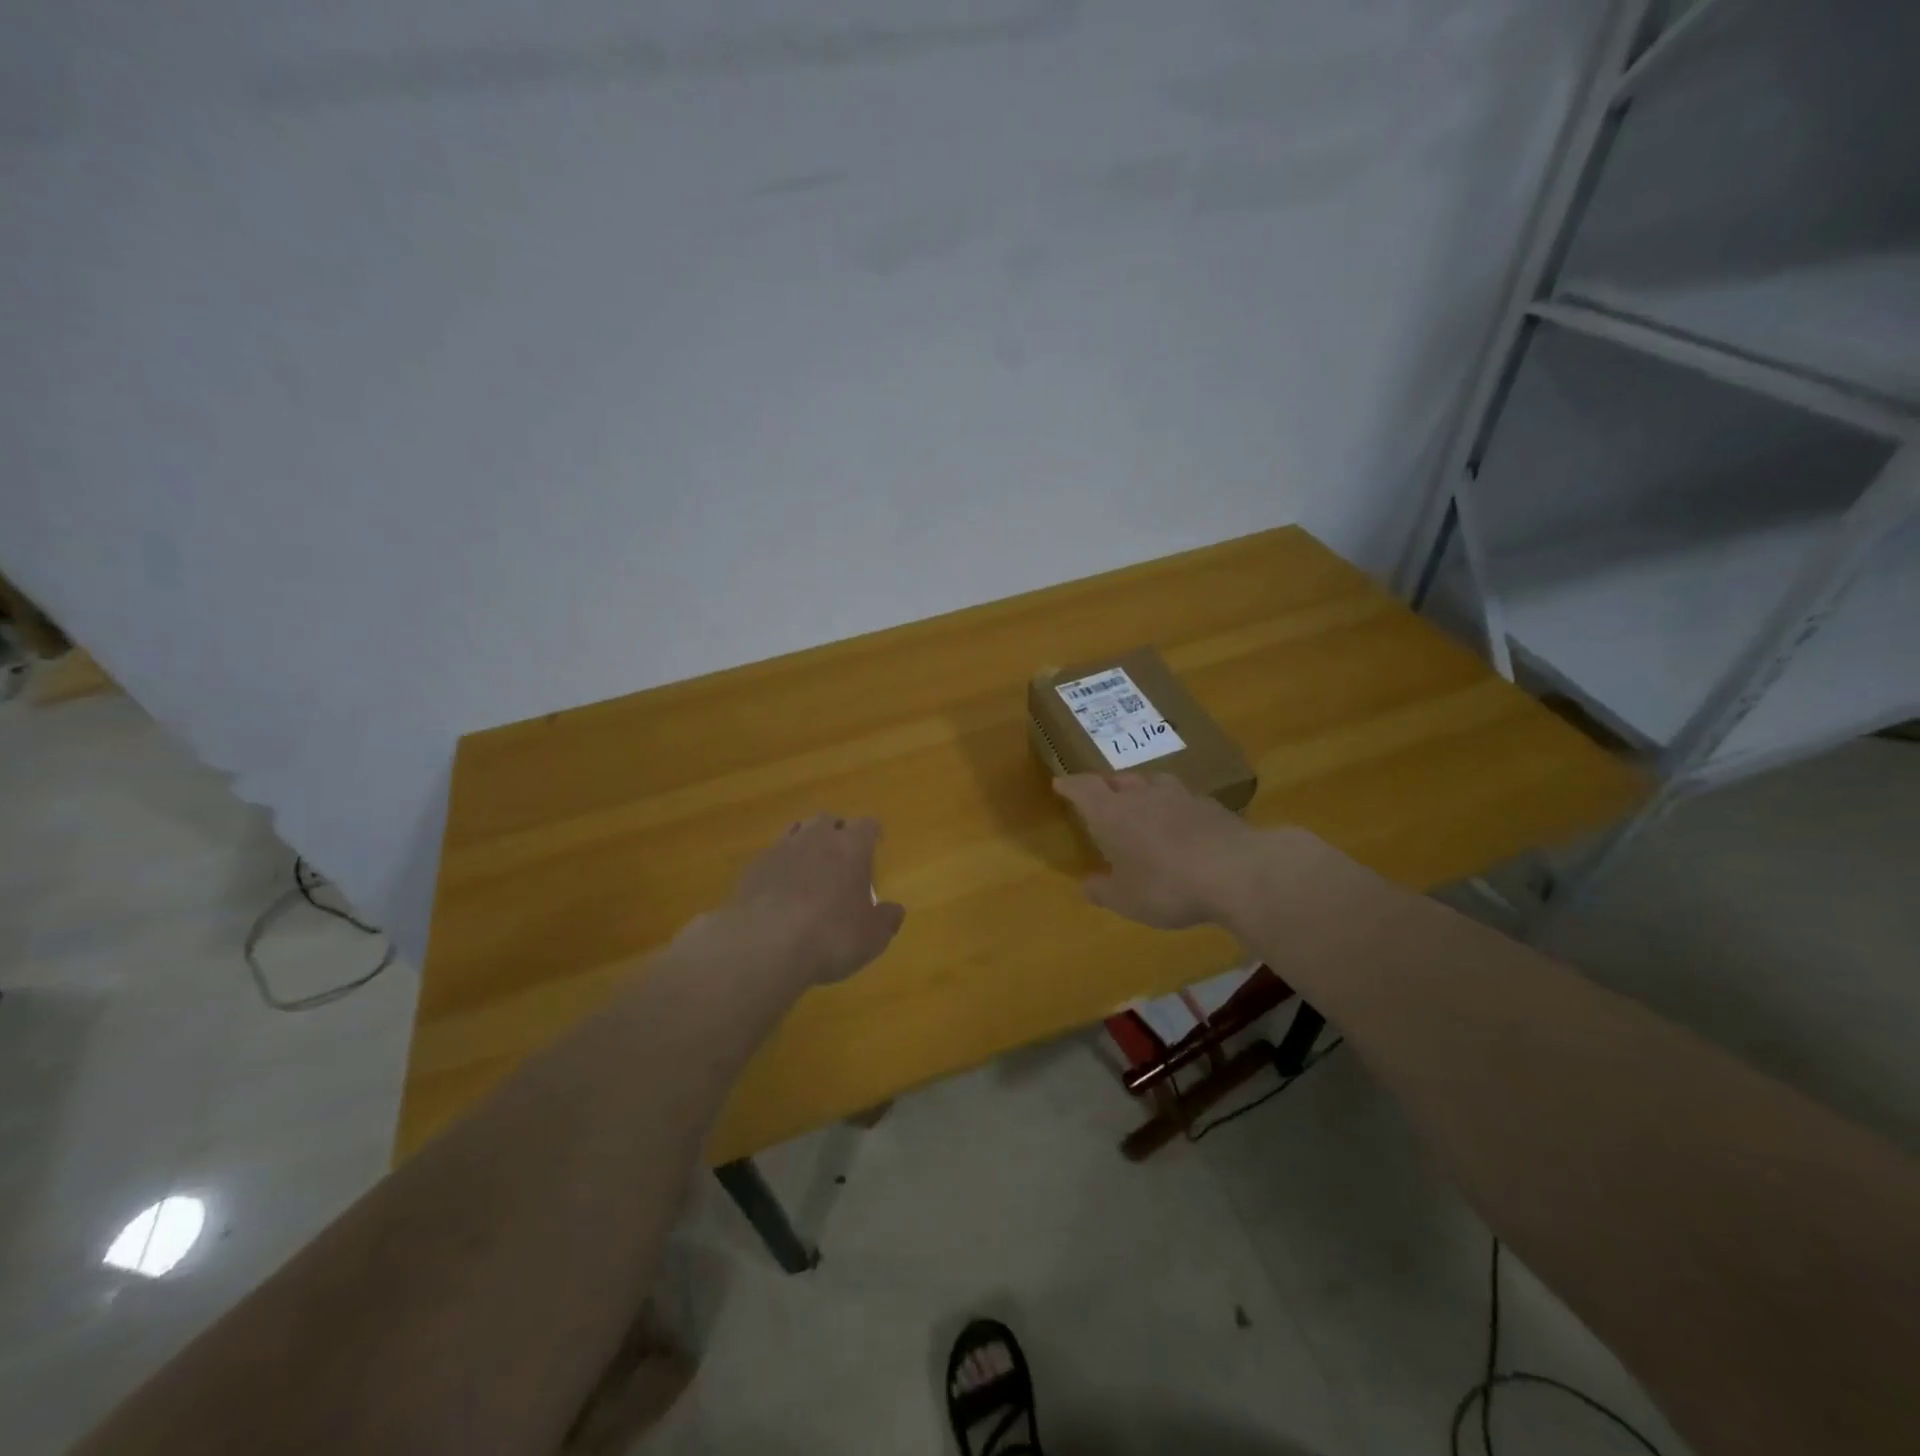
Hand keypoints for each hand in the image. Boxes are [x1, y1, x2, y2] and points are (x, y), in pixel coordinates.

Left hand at [713, 814, 905, 985]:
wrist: (764, 944)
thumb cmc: (831, 936)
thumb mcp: (872, 937)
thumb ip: (886, 920)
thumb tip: (895, 911)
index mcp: (852, 846)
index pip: (867, 825)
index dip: (872, 833)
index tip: (875, 842)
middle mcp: (817, 837)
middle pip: (829, 820)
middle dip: (837, 831)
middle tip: (842, 853)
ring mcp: (781, 848)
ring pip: (797, 830)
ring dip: (806, 843)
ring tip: (809, 865)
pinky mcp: (753, 866)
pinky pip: (772, 855)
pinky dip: (780, 865)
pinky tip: (779, 888)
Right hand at [1052, 772, 1268, 929]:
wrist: (1236, 872)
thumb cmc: (1167, 886)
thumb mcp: (1126, 899)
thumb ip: (1103, 890)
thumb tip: (1088, 884)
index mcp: (1112, 814)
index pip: (1084, 788)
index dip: (1071, 785)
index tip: (1060, 782)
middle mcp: (1143, 796)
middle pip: (1119, 780)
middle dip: (1107, 786)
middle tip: (1102, 796)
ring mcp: (1180, 796)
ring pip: (1153, 783)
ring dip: (1142, 789)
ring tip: (1141, 801)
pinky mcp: (1211, 806)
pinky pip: (1184, 798)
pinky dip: (1174, 806)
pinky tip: (1181, 821)